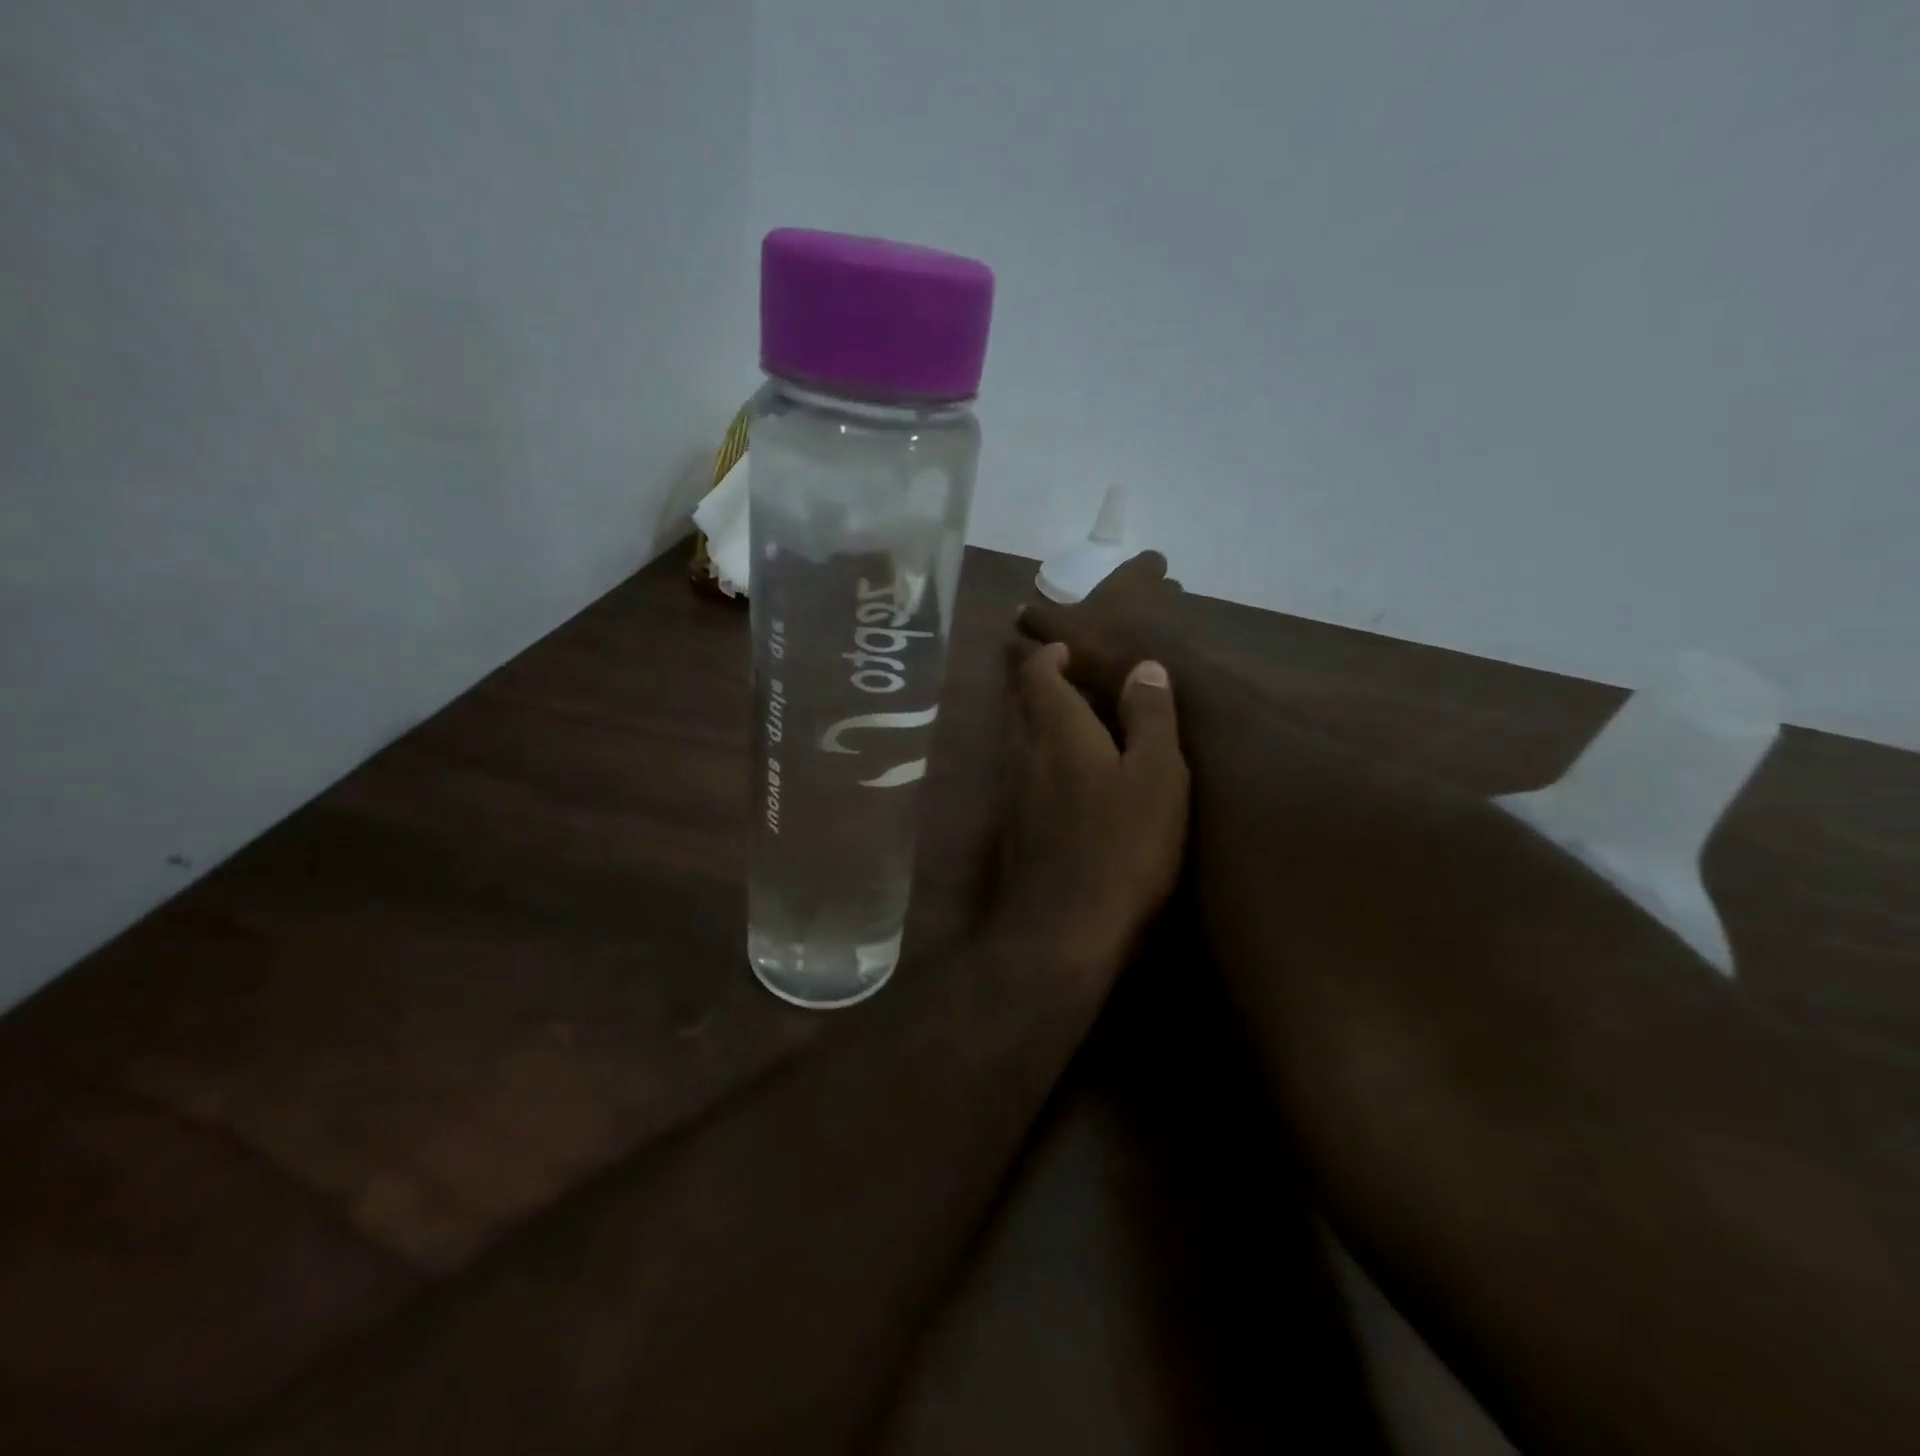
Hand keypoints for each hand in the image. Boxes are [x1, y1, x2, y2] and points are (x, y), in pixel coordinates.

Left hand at [996, 640, 1189, 978]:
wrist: (1063, 930)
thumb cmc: (1120, 845)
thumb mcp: (1156, 776)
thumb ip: (1149, 717)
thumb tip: (1143, 666)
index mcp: (1056, 728)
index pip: (1037, 673)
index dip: (1049, 655)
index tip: (1066, 648)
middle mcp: (1022, 751)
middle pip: (1019, 702)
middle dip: (1038, 683)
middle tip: (1068, 677)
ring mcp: (1010, 792)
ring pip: (1017, 739)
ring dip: (1037, 721)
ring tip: (1071, 720)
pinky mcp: (1011, 828)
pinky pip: (1020, 773)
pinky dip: (1038, 759)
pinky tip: (1061, 776)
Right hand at [1017, 552, 1183, 706]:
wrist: (1155, 684)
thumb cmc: (1104, 644)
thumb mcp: (1058, 633)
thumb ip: (1037, 620)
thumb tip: (1017, 610)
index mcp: (1135, 578)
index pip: (1148, 560)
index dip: (1138, 571)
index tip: (1122, 586)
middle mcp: (1165, 592)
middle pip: (1163, 588)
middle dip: (1148, 600)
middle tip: (1122, 620)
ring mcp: (1184, 622)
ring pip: (1172, 617)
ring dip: (1156, 628)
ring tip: (1131, 650)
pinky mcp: (1193, 653)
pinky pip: (1178, 647)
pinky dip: (1165, 654)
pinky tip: (1145, 672)